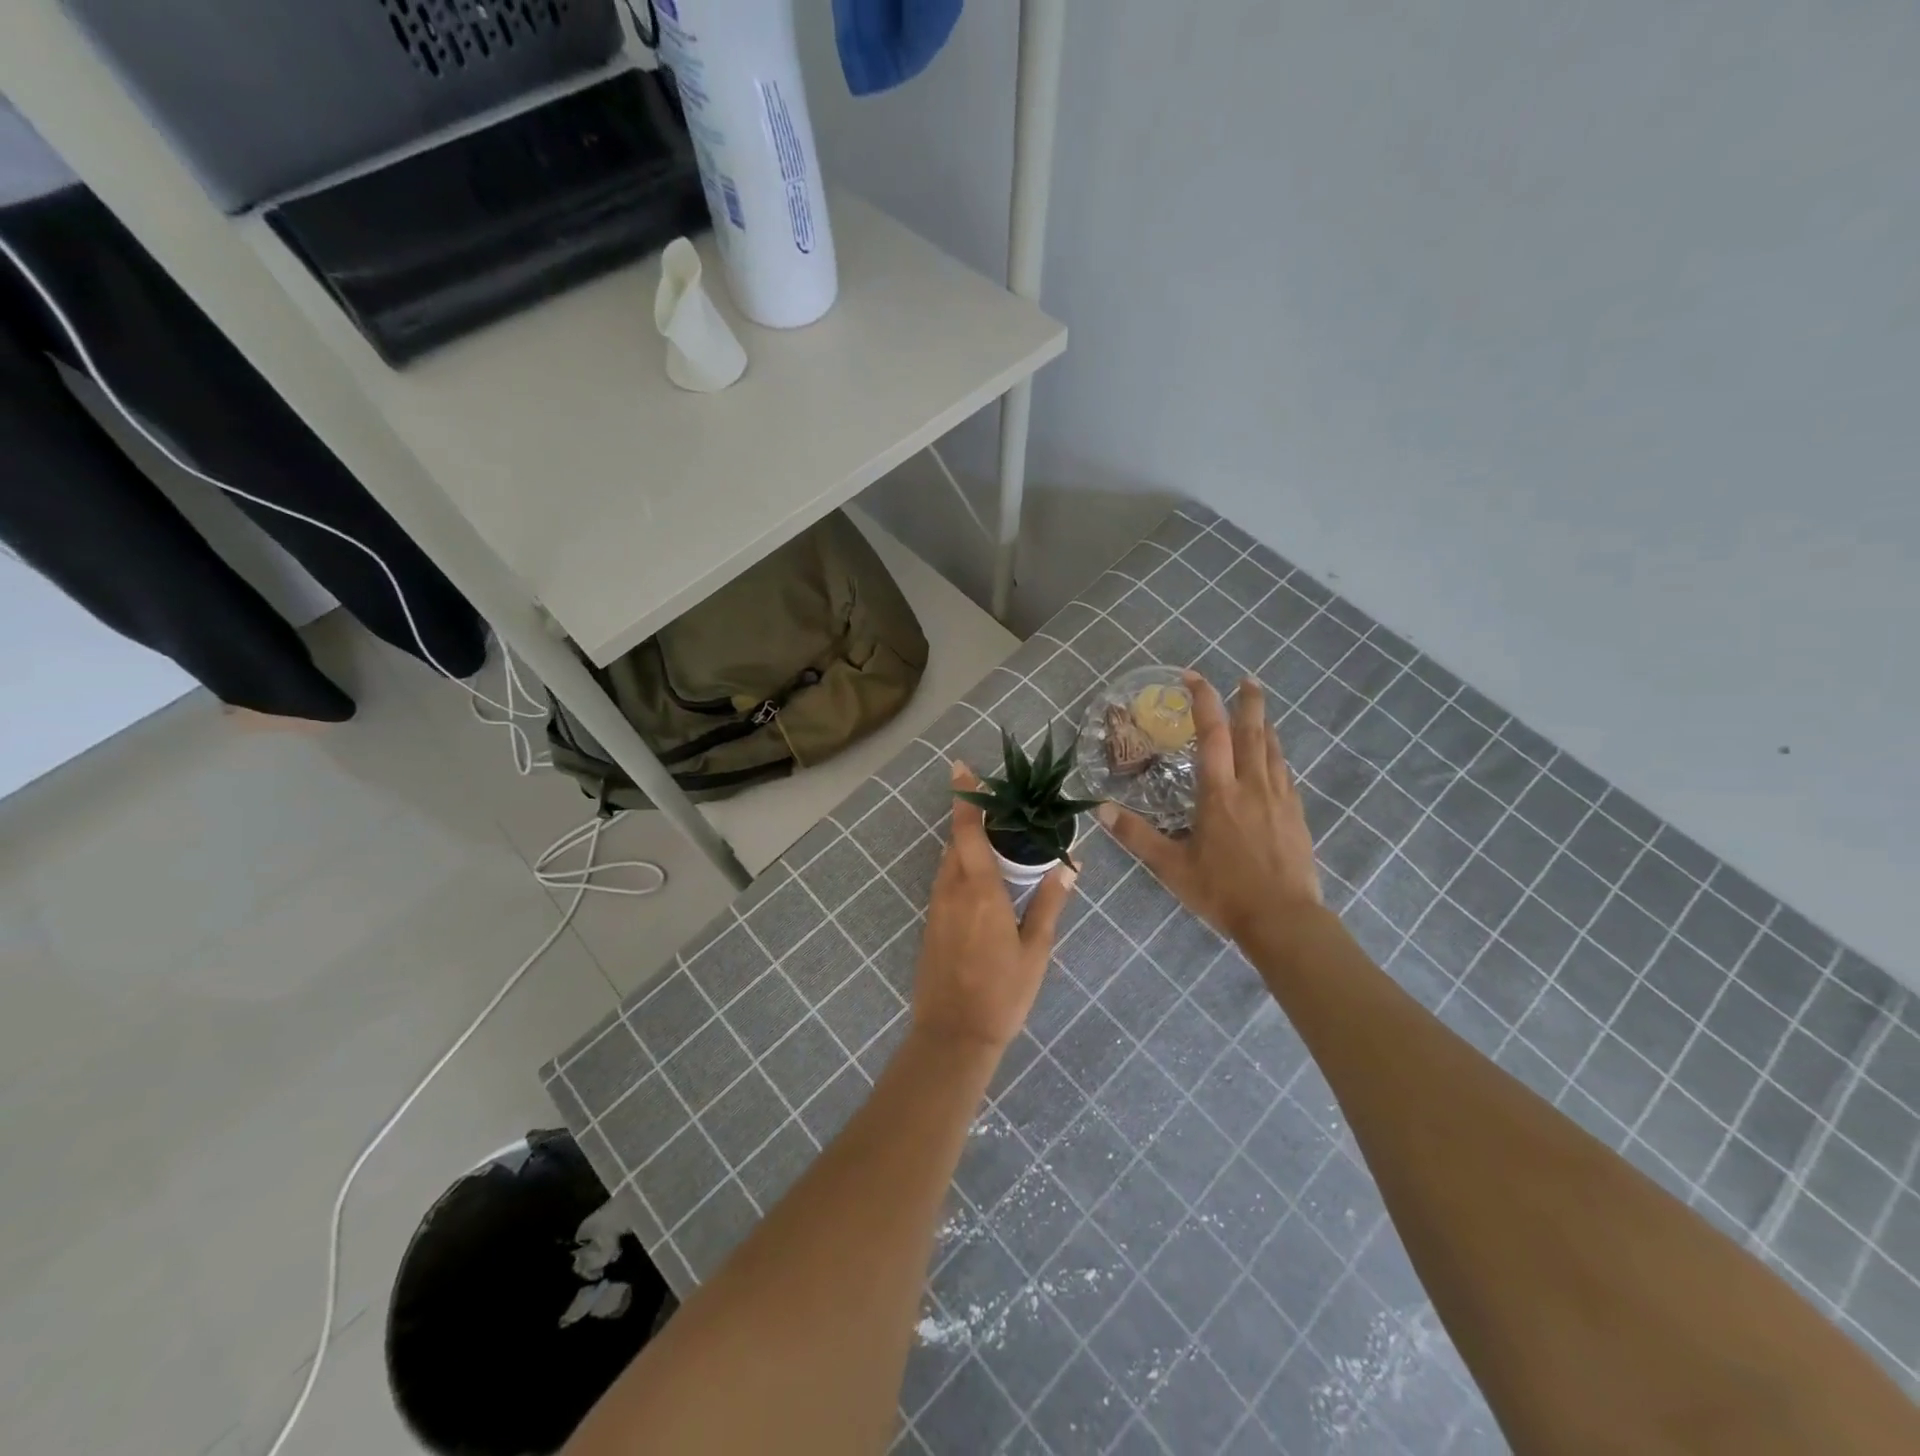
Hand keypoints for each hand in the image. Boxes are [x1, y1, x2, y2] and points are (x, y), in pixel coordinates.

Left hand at [912, 762, 1076, 1054]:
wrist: (953, 1037)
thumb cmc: (1002, 993)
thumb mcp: (1035, 950)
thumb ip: (1049, 904)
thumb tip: (1069, 867)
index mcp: (979, 891)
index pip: (967, 831)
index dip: (965, 798)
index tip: (961, 768)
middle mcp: (952, 890)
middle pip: (956, 841)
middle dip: (972, 819)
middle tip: (1002, 808)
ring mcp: (936, 907)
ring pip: (949, 861)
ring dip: (967, 844)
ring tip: (998, 839)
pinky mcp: (931, 923)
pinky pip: (945, 881)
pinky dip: (961, 867)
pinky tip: (983, 878)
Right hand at [1099, 671, 1321, 943]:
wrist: (1284, 919)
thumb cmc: (1223, 891)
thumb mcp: (1171, 866)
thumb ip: (1137, 836)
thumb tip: (1101, 811)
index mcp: (1219, 793)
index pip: (1211, 734)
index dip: (1203, 701)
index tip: (1194, 677)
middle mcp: (1251, 786)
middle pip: (1252, 732)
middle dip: (1248, 701)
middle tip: (1246, 678)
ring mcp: (1279, 798)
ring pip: (1273, 750)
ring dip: (1264, 724)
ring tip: (1258, 709)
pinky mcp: (1296, 814)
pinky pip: (1285, 773)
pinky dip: (1276, 755)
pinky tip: (1274, 760)